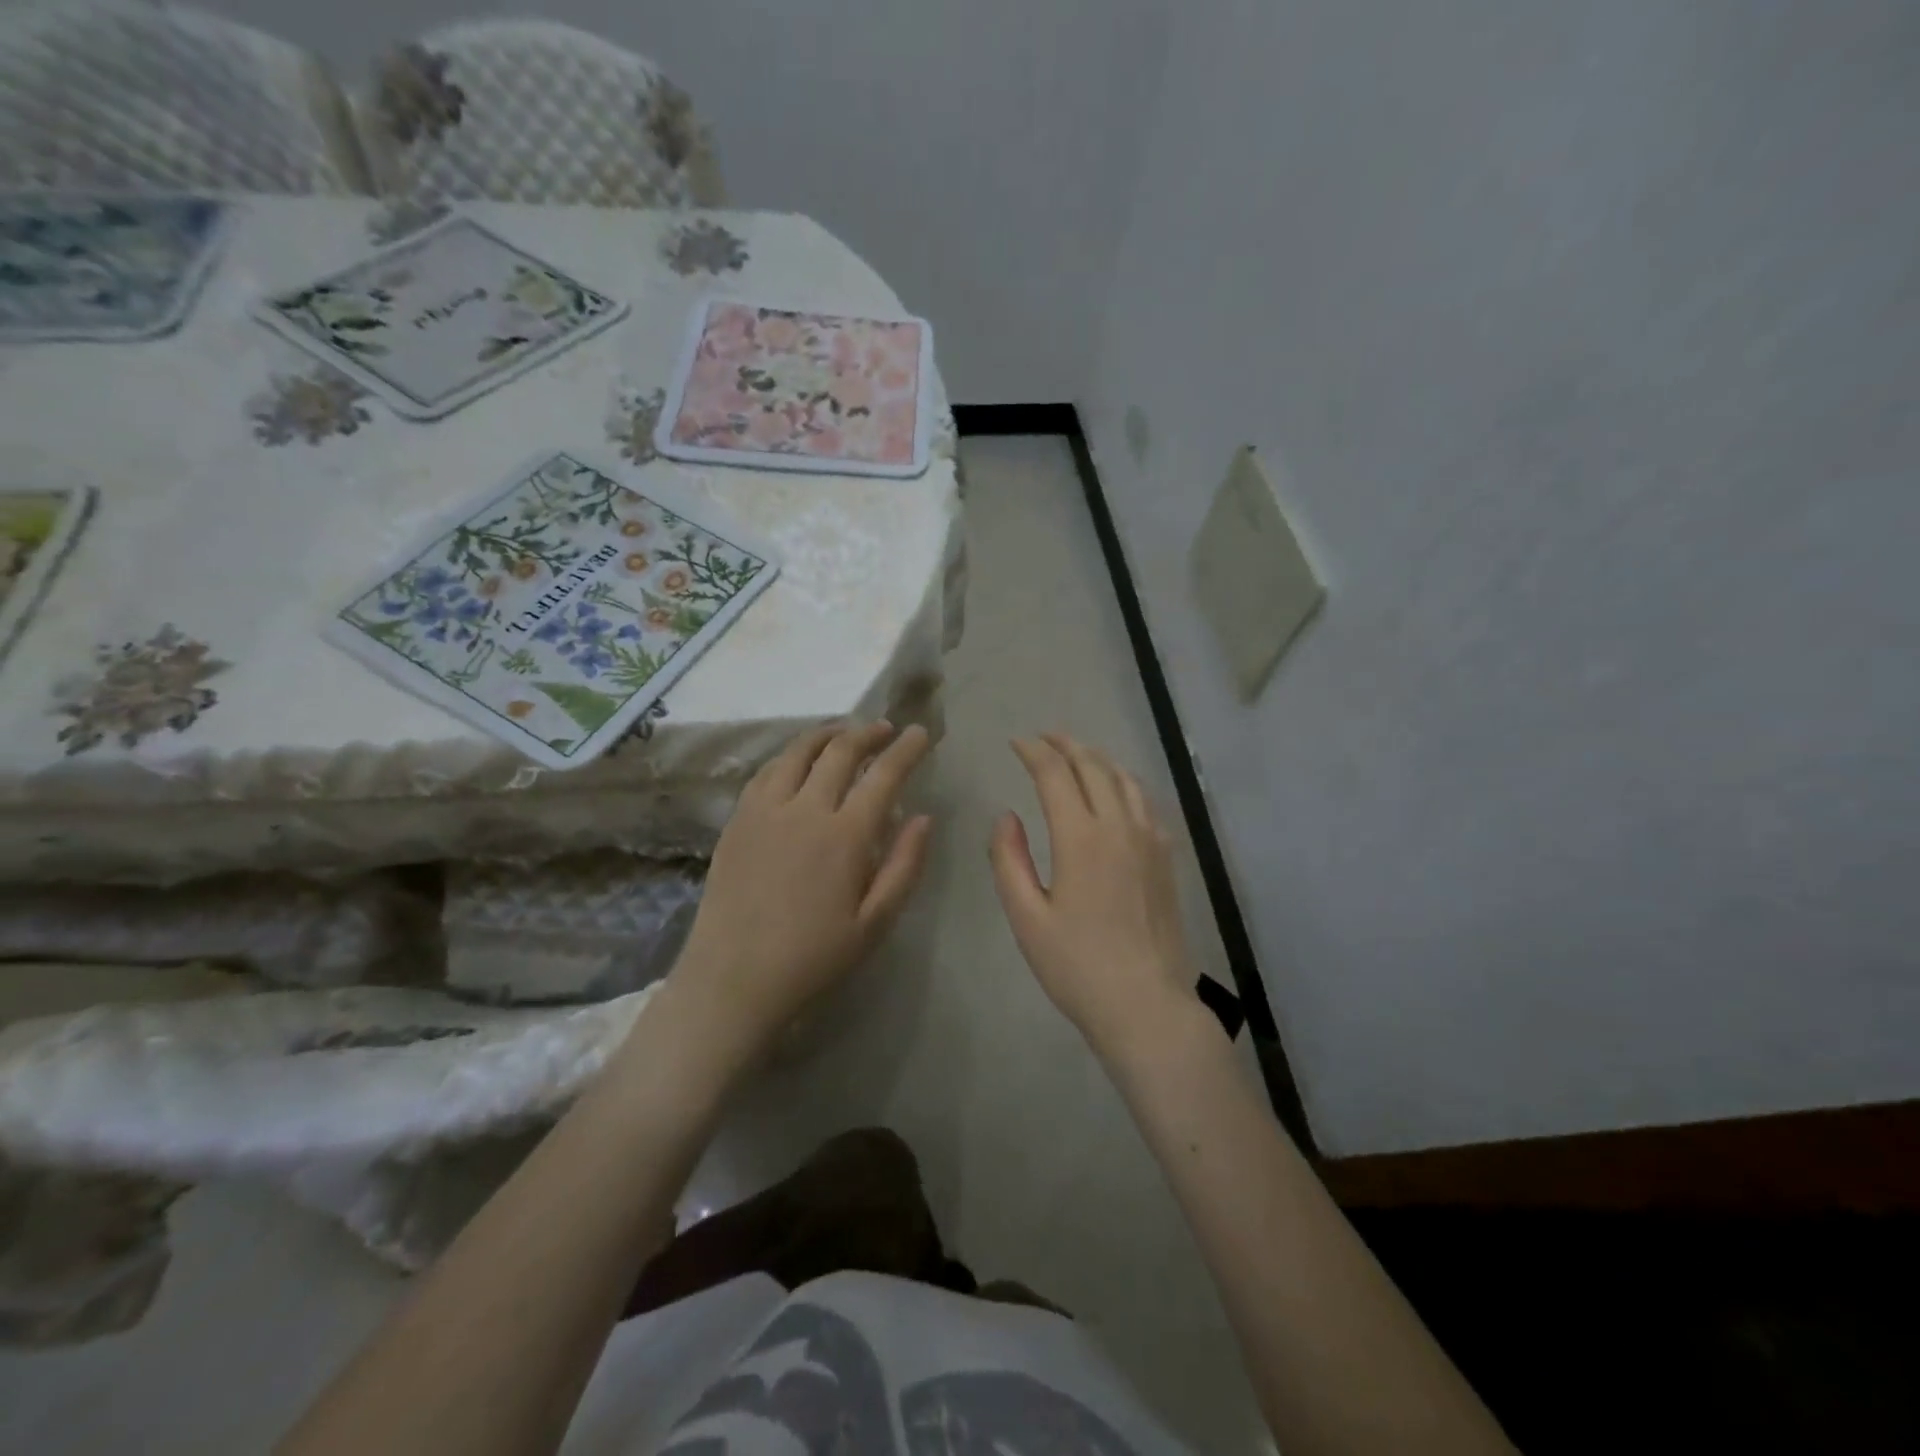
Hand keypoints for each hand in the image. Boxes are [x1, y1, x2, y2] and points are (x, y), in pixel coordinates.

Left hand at [671, 721, 933, 1055]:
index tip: (920, 732)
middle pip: (840, 751)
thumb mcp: (875, 923)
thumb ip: (905, 866)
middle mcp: (805, 809)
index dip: (906, 749)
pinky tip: (797, 761)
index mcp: (845, 836)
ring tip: (844, 733)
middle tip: (885, 729)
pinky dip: (790, 755)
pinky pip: (766, 771)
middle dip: (869, 733)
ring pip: (798, 752)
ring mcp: (765, 810)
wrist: (734, 978)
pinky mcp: (737, 820)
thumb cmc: (814, 957)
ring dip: (827, 734)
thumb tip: (924, 817)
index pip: (883, 775)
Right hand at [990, 734, 1197, 1054]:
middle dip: (1065, 745)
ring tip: (1077, 754)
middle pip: (1093, 767)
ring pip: (1125, 779)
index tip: (1016, 743)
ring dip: (1097, 758)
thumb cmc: (1077, 966)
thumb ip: (1009, 860)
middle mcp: (1120, 826)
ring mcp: (1150, 840)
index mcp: (1081, 838)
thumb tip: (1006, 816)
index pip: (1055, 775)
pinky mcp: (1167, 858)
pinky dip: (1125, 783)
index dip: (1033, 752)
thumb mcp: (1027, 918)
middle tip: (1043, 738)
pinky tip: (1118, 791)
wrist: (1146, 1005)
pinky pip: (1146, 802)